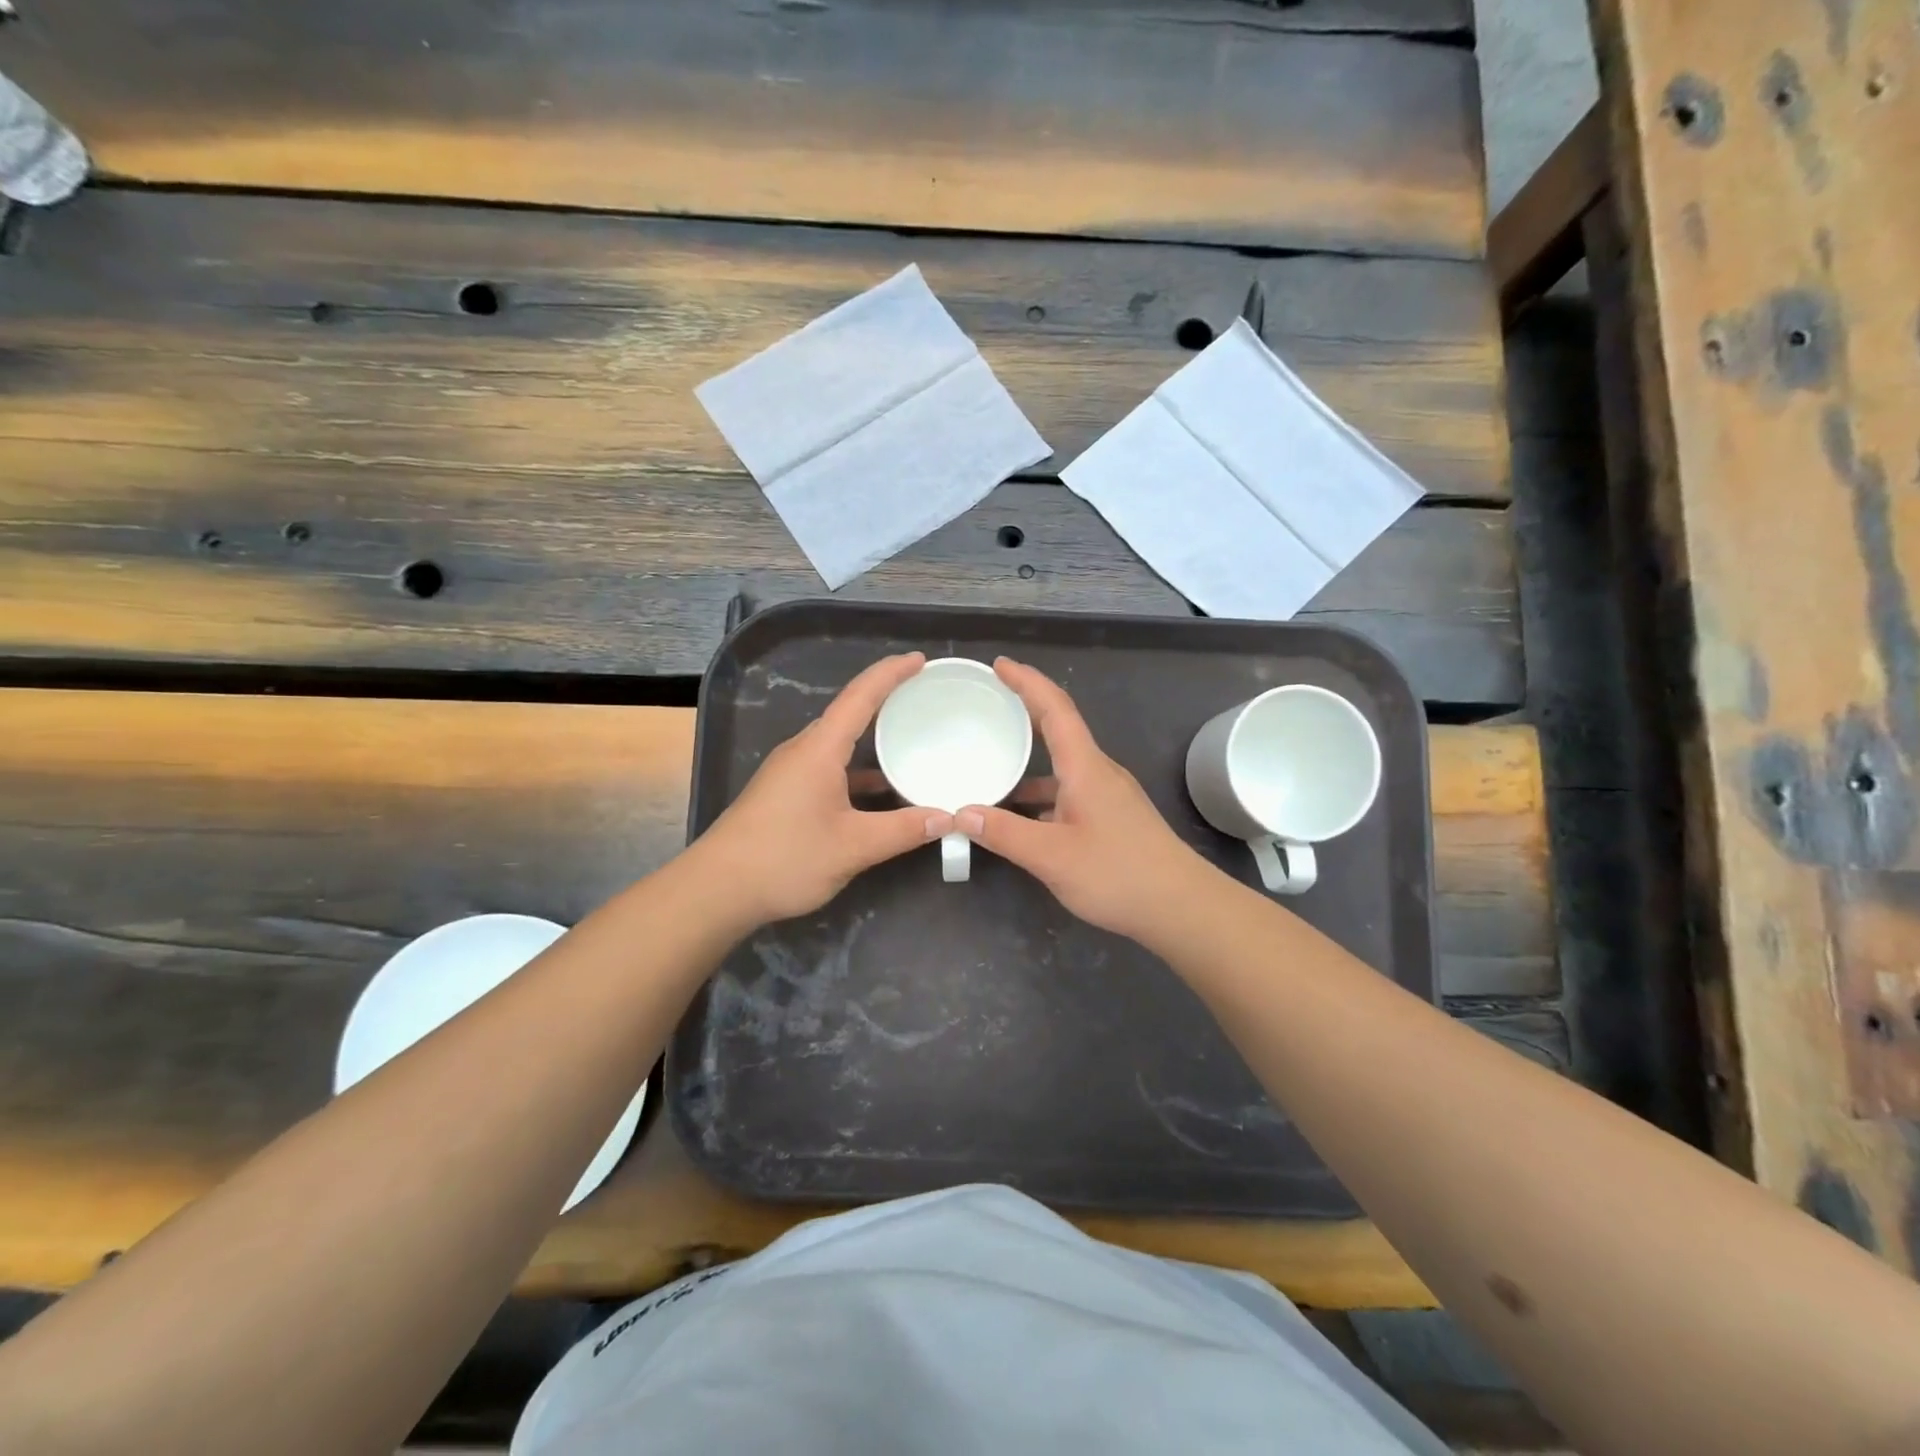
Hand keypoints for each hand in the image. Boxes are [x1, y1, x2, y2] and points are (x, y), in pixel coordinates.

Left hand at [697, 653, 951, 926]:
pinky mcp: (783, 792)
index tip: (920, 660)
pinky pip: (828, 767)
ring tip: (909, 742)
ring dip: (871, 740)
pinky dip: (857, 771)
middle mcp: (803, 750)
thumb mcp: (854, 846)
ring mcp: (790, 771)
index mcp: (819, 749)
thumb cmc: (786, 858)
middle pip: (849, 714)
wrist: (717, 889)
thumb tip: (947, 818)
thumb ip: (904, 830)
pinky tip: (878, 793)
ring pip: (838, 744)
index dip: (891, 673)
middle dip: (886, 701)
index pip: (860, 696)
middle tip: (924, 699)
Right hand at [957, 658, 1212, 943]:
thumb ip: (1004, 833)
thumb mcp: (1052, 857)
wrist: (1181, 907)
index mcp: (1085, 767)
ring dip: (1030, 762)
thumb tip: (961, 813)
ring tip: (993, 765)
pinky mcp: (1112, 819)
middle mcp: (1098, 772)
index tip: (1000, 665)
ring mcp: (1108, 796)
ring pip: (1063, 767)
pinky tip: (1021, 817)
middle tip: (990, 703)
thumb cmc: (1118, 874)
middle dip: (1026, 711)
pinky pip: (1069, 792)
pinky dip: (1041, 796)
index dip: (1028, 682)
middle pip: (1059, 730)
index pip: (1056, 709)